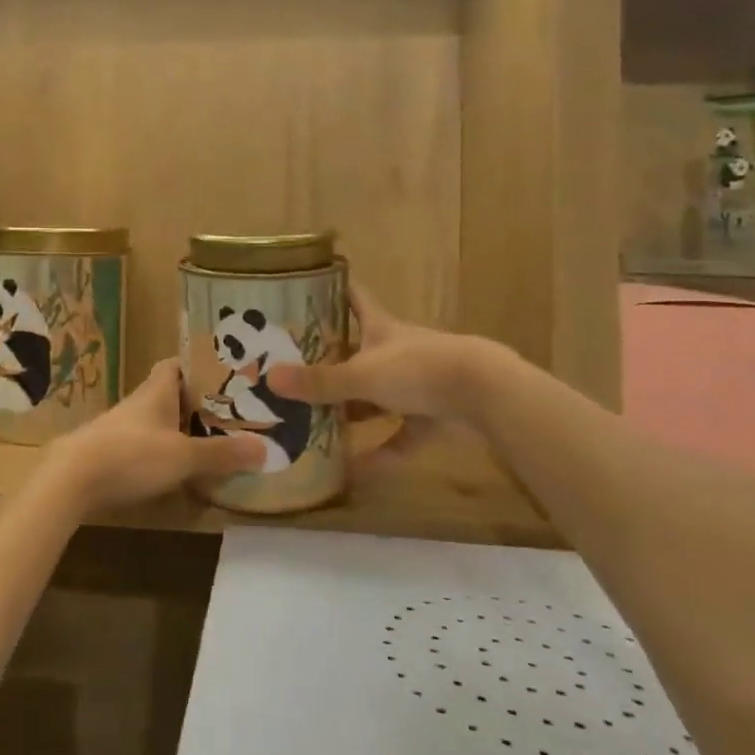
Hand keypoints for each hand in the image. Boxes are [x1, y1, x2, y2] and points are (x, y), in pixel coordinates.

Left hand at [42, 359, 266, 514]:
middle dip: (195, 402)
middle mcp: (139, 403)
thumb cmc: (131, 455)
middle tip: (228, 413)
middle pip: (169, 393)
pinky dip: (162, 452)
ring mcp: (121, 428)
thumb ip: (222, 453)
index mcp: (156, 391)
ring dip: (179, 429)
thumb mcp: (184, 456)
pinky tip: (177, 471)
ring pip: (157, 421)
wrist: (70, 479)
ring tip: (210, 442)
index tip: (222, 375)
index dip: (197, 365)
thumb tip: (264, 448)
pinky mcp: (110, 453)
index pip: (175, 364)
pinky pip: (144, 445)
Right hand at [271, 286, 487, 447]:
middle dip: (333, 359)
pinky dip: (385, 449)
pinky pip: (404, 433)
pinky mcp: (435, 412)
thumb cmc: (418, 368)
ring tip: (321, 421)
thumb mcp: (363, 375)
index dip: (333, 289)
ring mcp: (418, 381)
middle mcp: (397, 348)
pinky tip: (362, 468)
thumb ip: (320, 382)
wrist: (483, 391)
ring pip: (379, 393)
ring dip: (356, 408)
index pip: (353, 297)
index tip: (310, 285)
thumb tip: (270, 379)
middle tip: (297, 369)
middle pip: (360, 349)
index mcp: (380, 327)